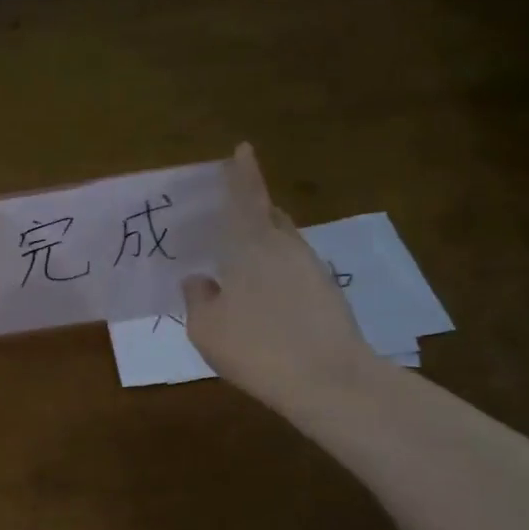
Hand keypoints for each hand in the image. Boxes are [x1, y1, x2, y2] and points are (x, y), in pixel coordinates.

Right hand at [183, 143, 378, 416]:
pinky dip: (277, 273)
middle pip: (269, 218)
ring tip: (242, 266)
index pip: (247, 197)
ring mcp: (312, 270)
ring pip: (284, 245)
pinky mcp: (328, 295)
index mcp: (252, 245)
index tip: (243, 148)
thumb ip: (198, 297)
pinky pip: (294, 270)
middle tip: (227, 222)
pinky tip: (265, 300)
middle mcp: (285, 248)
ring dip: (264, 246)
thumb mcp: (206, 327)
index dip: (242, 173)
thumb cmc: (256, 347)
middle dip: (251, 213)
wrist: (330, 382)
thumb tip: (199, 280)